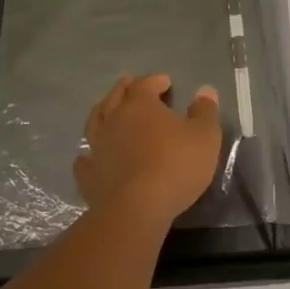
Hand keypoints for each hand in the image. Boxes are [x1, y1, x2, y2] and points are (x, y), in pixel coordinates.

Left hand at [74, 74, 223, 229]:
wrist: (136, 208)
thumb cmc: (175, 165)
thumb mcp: (204, 136)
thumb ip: (205, 111)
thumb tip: (205, 90)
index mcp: (140, 105)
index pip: (144, 84)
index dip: (154, 80)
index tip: (165, 82)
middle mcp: (113, 119)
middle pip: (115, 96)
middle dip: (125, 88)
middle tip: (131, 85)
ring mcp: (97, 147)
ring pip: (95, 122)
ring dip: (102, 113)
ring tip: (108, 111)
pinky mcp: (89, 176)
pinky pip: (84, 161)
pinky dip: (87, 155)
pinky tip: (88, 156)